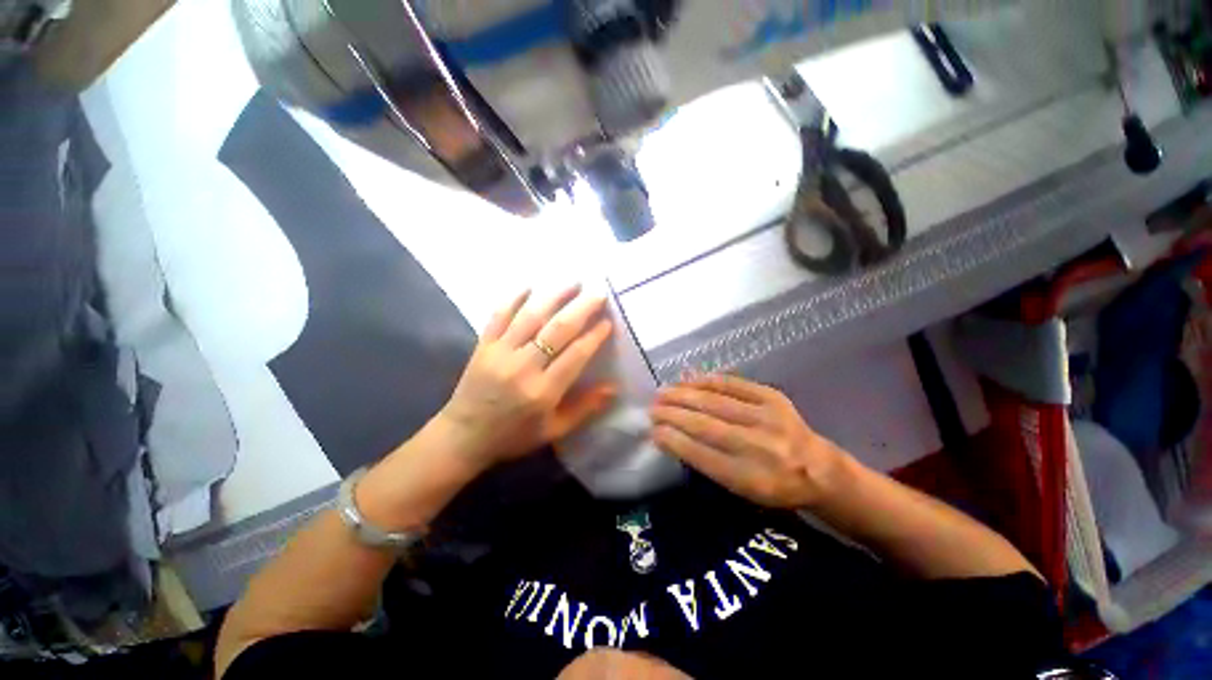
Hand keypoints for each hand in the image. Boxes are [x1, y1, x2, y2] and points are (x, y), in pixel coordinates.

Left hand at [437, 285, 616, 468]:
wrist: (462, 437)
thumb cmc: (513, 436)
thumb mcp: (553, 431)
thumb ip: (584, 409)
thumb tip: (613, 388)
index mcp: (543, 392)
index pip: (576, 355)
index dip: (594, 336)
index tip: (607, 321)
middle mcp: (523, 367)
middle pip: (557, 329)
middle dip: (581, 308)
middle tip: (598, 293)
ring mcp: (500, 353)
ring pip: (531, 316)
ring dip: (554, 296)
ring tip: (573, 282)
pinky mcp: (483, 346)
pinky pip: (499, 316)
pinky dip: (514, 298)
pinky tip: (529, 286)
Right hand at [650, 374, 848, 508]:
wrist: (818, 468)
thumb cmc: (773, 485)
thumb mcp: (740, 489)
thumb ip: (706, 463)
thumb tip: (670, 436)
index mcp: (750, 478)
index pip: (701, 454)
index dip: (673, 440)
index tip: (653, 431)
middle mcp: (758, 447)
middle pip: (705, 425)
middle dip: (672, 414)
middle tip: (652, 407)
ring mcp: (767, 418)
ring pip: (715, 402)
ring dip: (683, 395)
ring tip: (663, 392)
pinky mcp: (773, 397)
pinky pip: (733, 384)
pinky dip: (706, 381)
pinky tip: (688, 379)